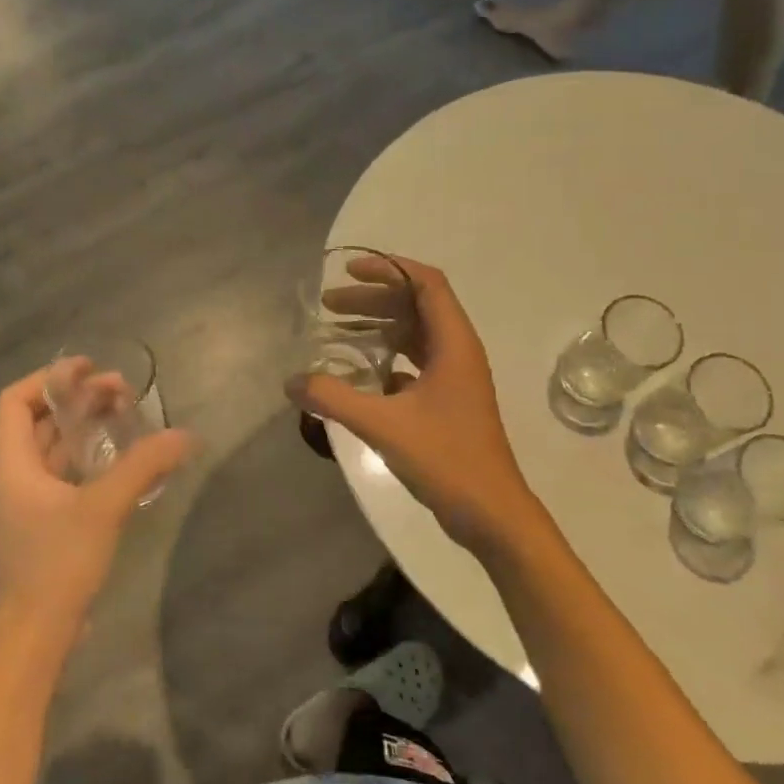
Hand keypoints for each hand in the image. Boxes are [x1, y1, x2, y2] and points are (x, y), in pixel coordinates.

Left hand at [0, 365, 192, 649]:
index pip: (16, 399)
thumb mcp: (103, 508)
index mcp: (11, 461)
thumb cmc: (58, 563)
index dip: (50, 377)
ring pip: (56, 445)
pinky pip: (67, 471)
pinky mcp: (48, 518)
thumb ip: (143, 466)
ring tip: (127, 413)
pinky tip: (126, 456)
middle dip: (79, 398)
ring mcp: (31, 498)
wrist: (37, 634)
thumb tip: (186, 435)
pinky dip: (92, 454)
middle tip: (123, 390)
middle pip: (41, 418)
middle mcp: (15, 472)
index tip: (89, 368)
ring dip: (87, 425)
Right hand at [287, 255, 538, 552]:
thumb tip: (291, 382)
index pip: (426, 284)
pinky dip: (385, 359)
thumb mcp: (383, 425)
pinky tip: (357, 375)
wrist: (491, 514)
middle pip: (415, 306)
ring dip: (378, 328)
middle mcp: (457, 353)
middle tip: (329, 306)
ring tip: (336, 333)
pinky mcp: (447, 402)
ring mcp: (454, 379)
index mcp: (453, 345)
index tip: (349, 271)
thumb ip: (334, 398)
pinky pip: (413, 364)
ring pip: (414, 336)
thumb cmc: (446, 460)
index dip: (389, 269)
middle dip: (372, 300)